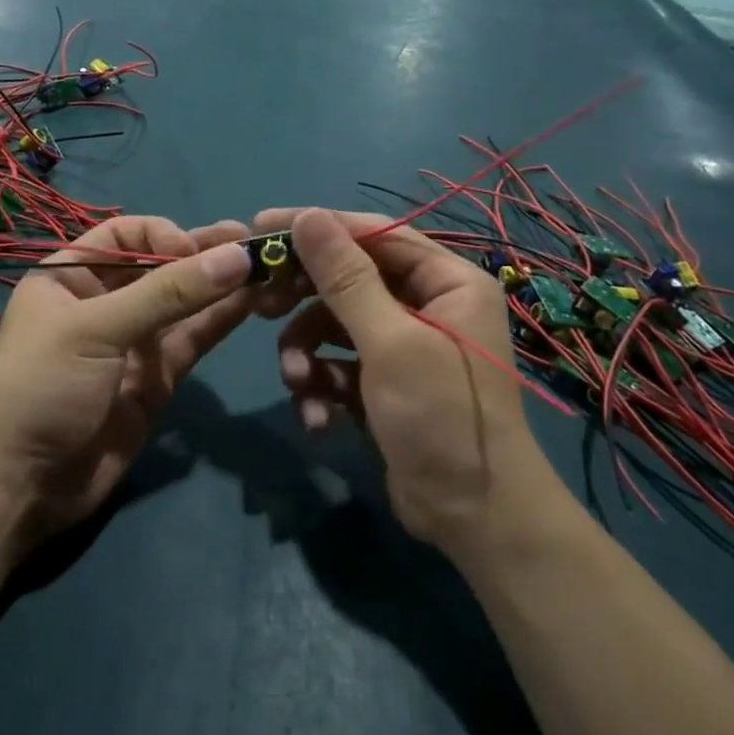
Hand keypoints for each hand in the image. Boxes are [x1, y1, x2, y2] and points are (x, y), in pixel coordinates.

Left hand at [0, 217, 252, 550]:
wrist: (23, 483)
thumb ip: (168, 293)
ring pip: (184, 304)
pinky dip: (221, 320)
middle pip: (161, 266)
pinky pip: (193, 340)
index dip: (161, 235)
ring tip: (267, 266)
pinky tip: (254, 300)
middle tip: (252, 242)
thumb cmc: (43, 387)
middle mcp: (105, 302)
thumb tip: (236, 256)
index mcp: (72, 276)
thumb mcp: (97, 329)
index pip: (125, 235)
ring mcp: (133, 343)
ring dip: (220, 285)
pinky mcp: (157, 378)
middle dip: (202, 253)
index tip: (192, 251)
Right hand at [254, 208, 552, 556]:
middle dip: (304, 298)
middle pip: (350, 279)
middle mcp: (427, 305)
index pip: (375, 234)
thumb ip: (346, 278)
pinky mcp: (383, 384)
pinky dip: (322, 386)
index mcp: (447, 281)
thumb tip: (308, 216)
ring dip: (307, 352)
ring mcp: (404, 346)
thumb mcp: (390, 343)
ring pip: (335, 326)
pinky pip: (338, 366)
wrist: (473, 517)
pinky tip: (316, 418)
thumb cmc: (441, 417)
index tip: (262, 226)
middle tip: (260, 304)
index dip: (319, 226)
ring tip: (296, 381)